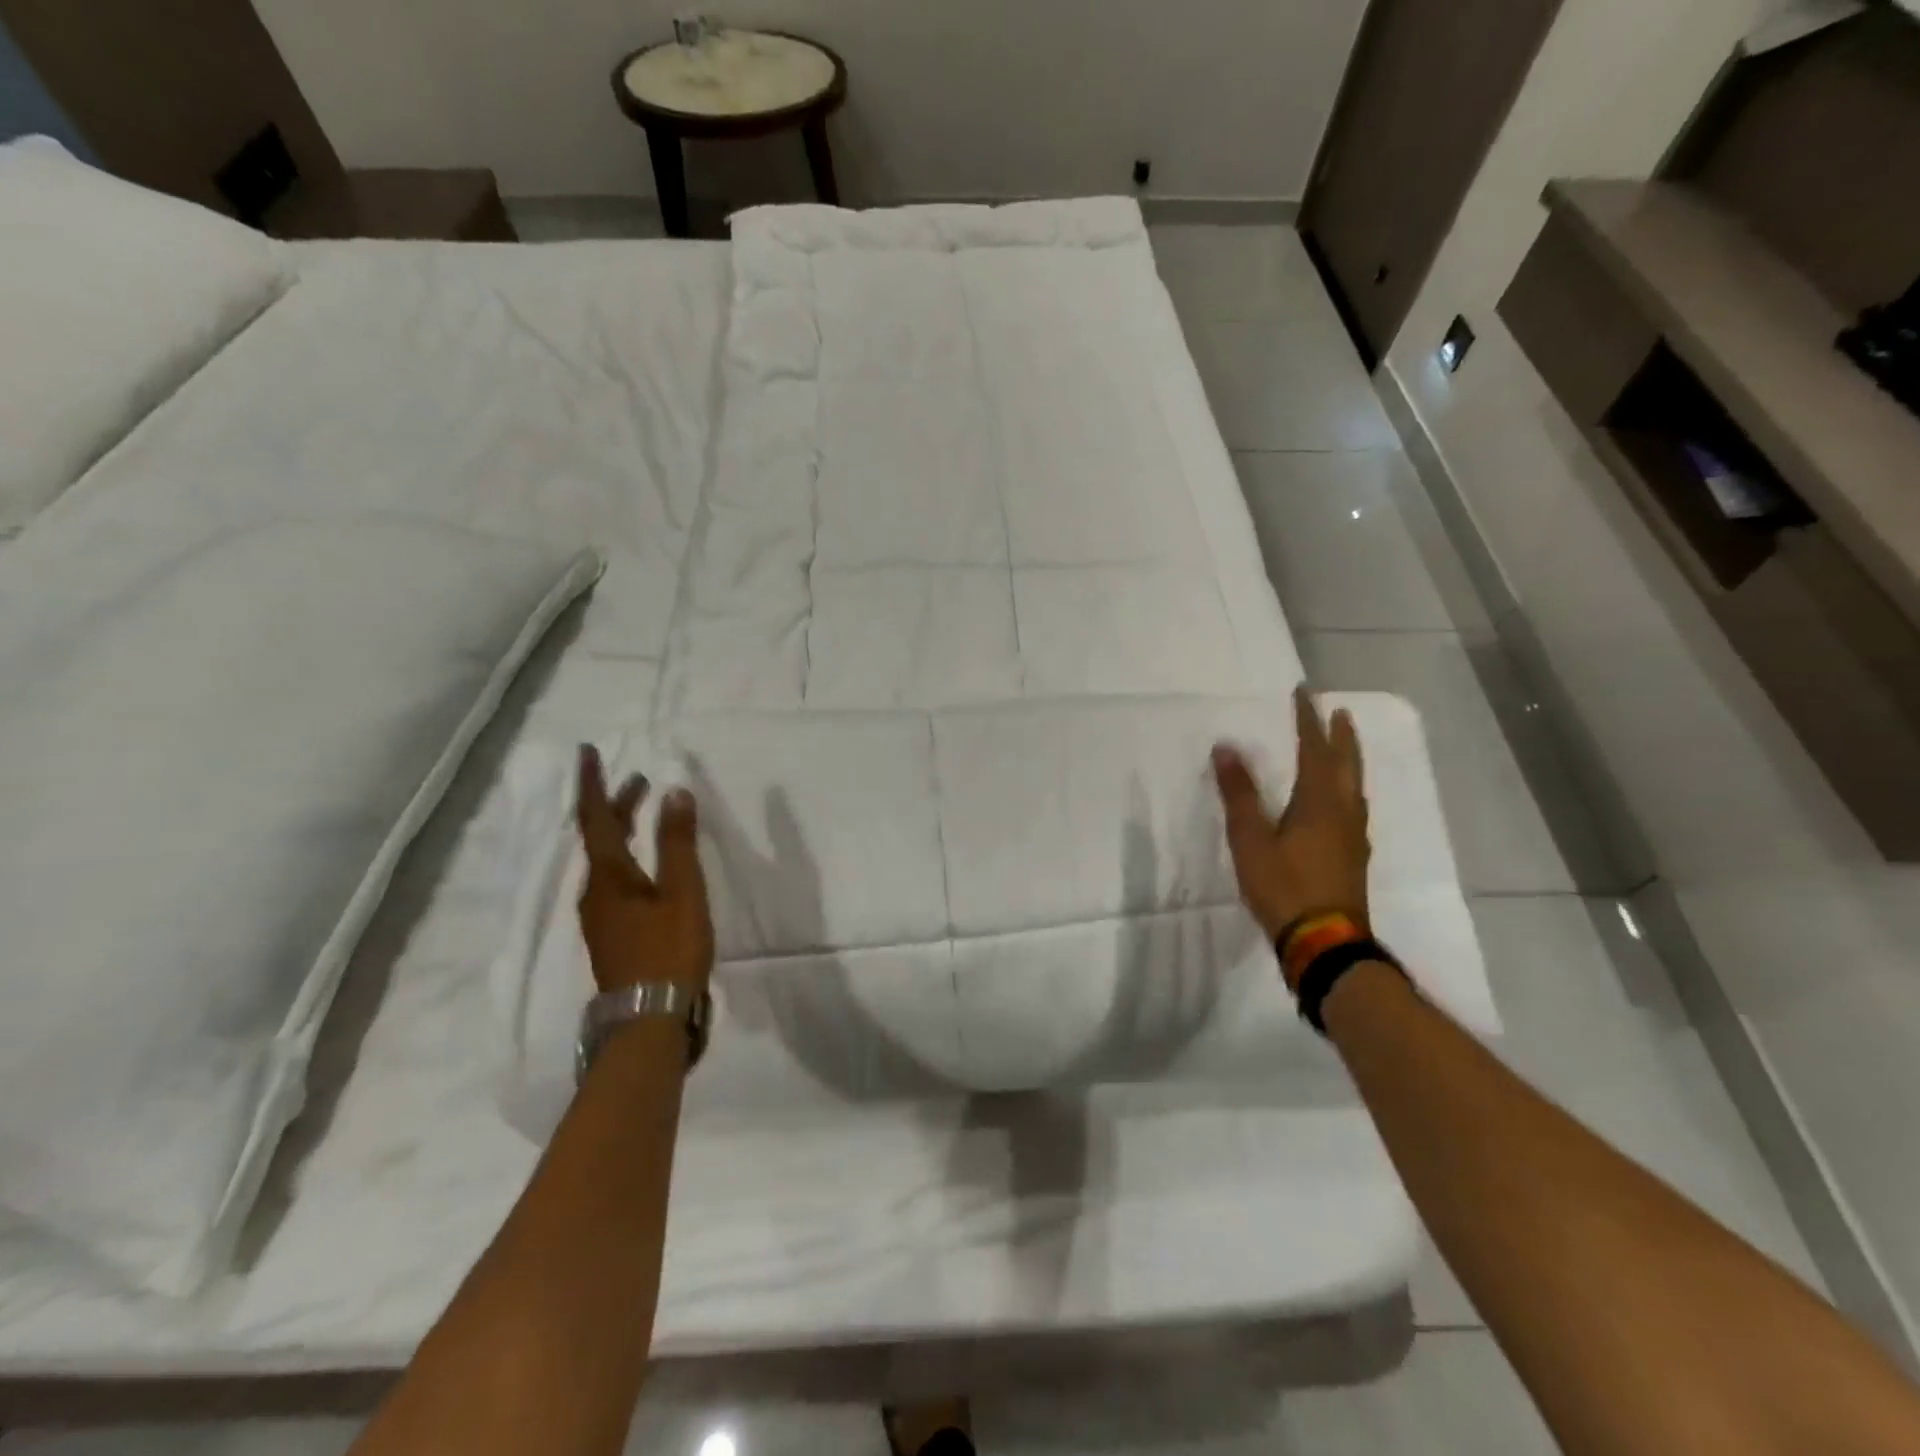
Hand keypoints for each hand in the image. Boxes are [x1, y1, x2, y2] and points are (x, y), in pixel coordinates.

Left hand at [575, 745, 714, 994]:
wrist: (650, 1018)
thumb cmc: (668, 949)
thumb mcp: (682, 891)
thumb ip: (677, 842)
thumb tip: (674, 792)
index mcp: (608, 876)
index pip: (595, 818)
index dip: (593, 784)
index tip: (587, 752)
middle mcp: (595, 892)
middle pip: (598, 838)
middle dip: (615, 805)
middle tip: (637, 780)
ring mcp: (601, 915)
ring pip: (605, 859)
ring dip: (621, 829)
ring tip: (644, 811)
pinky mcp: (613, 932)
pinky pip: (613, 878)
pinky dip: (627, 855)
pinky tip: (645, 863)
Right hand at [1213, 686, 1371, 988]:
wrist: (1325, 942)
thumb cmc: (1284, 886)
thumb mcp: (1251, 839)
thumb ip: (1239, 793)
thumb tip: (1226, 747)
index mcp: (1319, 801)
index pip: (1315, 749)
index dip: (1308, 720)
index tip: (1305, 693)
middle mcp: (1343, 812)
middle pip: (1346, 764)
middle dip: (1341, 736)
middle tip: (1340, 713)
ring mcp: (1353, 837)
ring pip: (1355, 787)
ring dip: (1349, 761)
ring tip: (1343, 749)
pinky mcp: (1353, 858)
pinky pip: (1353, 808)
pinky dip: (1348, 790)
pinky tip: (1341, 804)